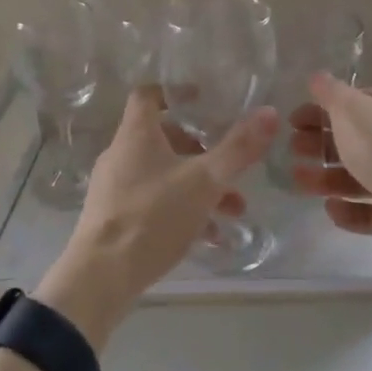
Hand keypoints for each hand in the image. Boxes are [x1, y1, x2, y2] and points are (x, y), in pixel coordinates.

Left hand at [35, 88, 276, 347]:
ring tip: (234, 210)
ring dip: (199, 186)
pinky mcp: (115, 218)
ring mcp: (116, 188)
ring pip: (164, 174)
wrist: (100, 278)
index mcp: (136, 134)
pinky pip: (155, 203)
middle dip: (203, 151)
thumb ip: (238, 148)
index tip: (205, 100)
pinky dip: (183, 211)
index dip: (176, 92)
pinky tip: (211, 236)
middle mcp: (121, 154)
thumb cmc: (152, 216)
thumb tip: (271, 113)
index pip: (149, 94)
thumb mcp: (204, 182)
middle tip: (231, 164)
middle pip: (164, 138)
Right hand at [289, 72, 371, 270]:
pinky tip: (331, 209)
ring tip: (299, 183)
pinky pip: (370, 211)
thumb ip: (331, 94)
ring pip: (357, 177)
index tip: (292, 122)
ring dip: (326, 178)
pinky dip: (349, 210)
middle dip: (319, 144)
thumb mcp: (352, 111)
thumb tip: (317, 76)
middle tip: (292, 151)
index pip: (352, 104)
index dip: (320, 110)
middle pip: (353, 140)